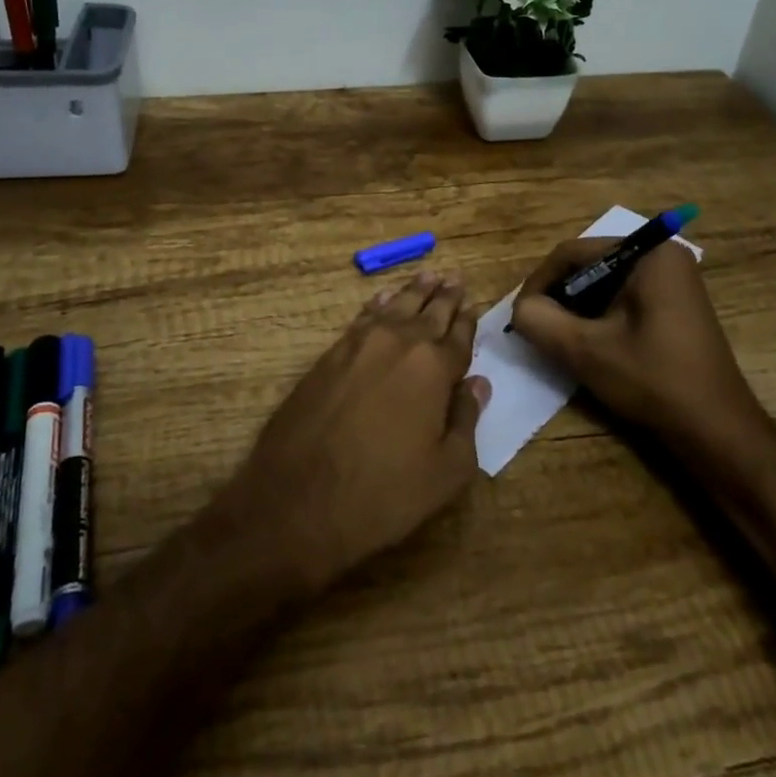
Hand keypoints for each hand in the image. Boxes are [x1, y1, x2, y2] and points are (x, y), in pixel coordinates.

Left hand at [217, 273, 491, 595]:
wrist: (297, 500)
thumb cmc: (382, 494)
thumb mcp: (444, 472)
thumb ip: (466, 421)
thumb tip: (478, 383)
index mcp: (433, 368)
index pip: (458, 337)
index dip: (468, 322)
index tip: (474, 306)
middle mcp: (398, 344)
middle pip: (427, 312)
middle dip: (443, 296)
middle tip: (454, 276)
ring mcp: (358, 345)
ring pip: (394, 307)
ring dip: (413, 292)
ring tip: (427, 276)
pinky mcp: (329, 355)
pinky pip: (362, 317)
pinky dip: (377, 304)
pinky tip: (382, 298)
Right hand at [509, 238, 770, 465]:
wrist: (717, 431)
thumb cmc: (653, 380)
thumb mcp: (585, 350)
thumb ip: (540, 320)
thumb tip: (520, 309)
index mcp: (648, 254)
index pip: (573, 253)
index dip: (539, 282)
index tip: (521, 314)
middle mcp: (663, 256)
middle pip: (589, 266)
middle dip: (559, 297)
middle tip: (537, 328)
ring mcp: (673, 281)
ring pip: (603, 285)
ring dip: (577, 310)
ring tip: (558, 339)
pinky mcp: (674, 305)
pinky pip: (622, 299)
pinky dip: (599, 318)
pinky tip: (589, 345)